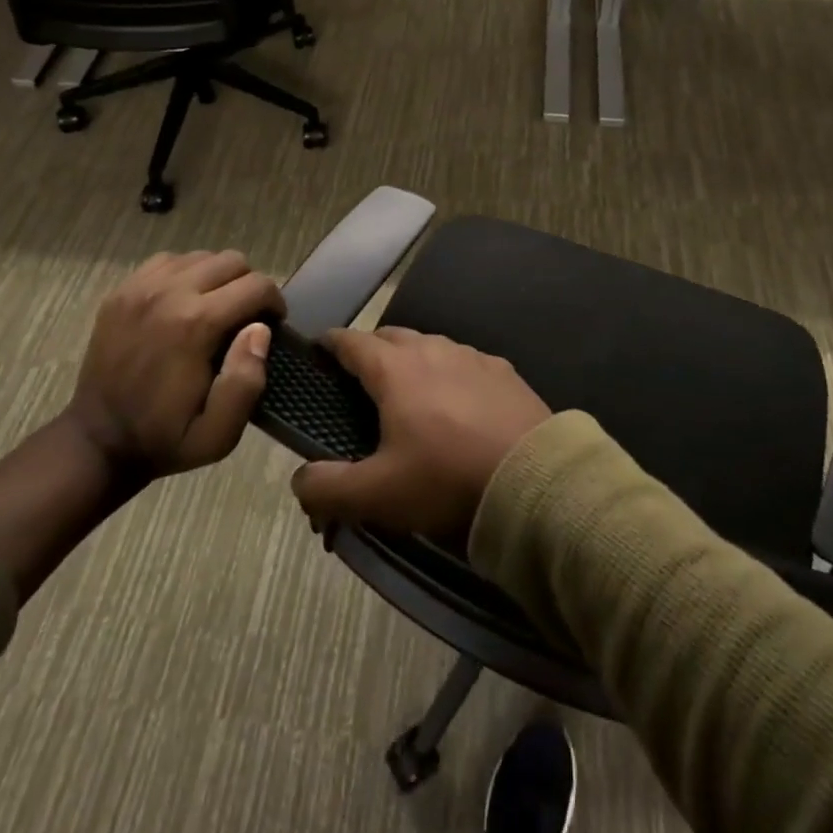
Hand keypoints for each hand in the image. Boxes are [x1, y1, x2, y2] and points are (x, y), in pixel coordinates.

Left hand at [67, 250, 281, 478]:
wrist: (97, 441)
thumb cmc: (164, 438)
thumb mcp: (218, 434)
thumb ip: (246, 382)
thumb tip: (260, 330)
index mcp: (196, 324)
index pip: (257, 285)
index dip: (274, 303)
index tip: (272, 325)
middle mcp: (169, 293)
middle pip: (232, 261)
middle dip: (249, 286)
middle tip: (245, 318)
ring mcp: (140, 287)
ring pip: (202, 257)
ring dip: (218, 278)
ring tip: (216, 309)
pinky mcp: (122, 290)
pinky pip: (169, 261)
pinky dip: (186, 274)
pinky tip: (185, 301)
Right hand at [290, 327, 550, 541]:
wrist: (533, 480)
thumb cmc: (446, 479)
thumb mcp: (378, 495)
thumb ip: (328, 488)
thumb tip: (299, 479)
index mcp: (395, 369)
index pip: (351, 341)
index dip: (330, 344)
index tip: (317, 351)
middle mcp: (432, 349)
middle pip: (391, 337)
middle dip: (370, 350)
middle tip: (360, 379)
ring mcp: (472, 356)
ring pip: (430, 346)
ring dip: (412, 360)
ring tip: (409, 391)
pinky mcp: (504, 371)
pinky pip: (464, 362)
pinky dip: (450, 374)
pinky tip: (457, 402)